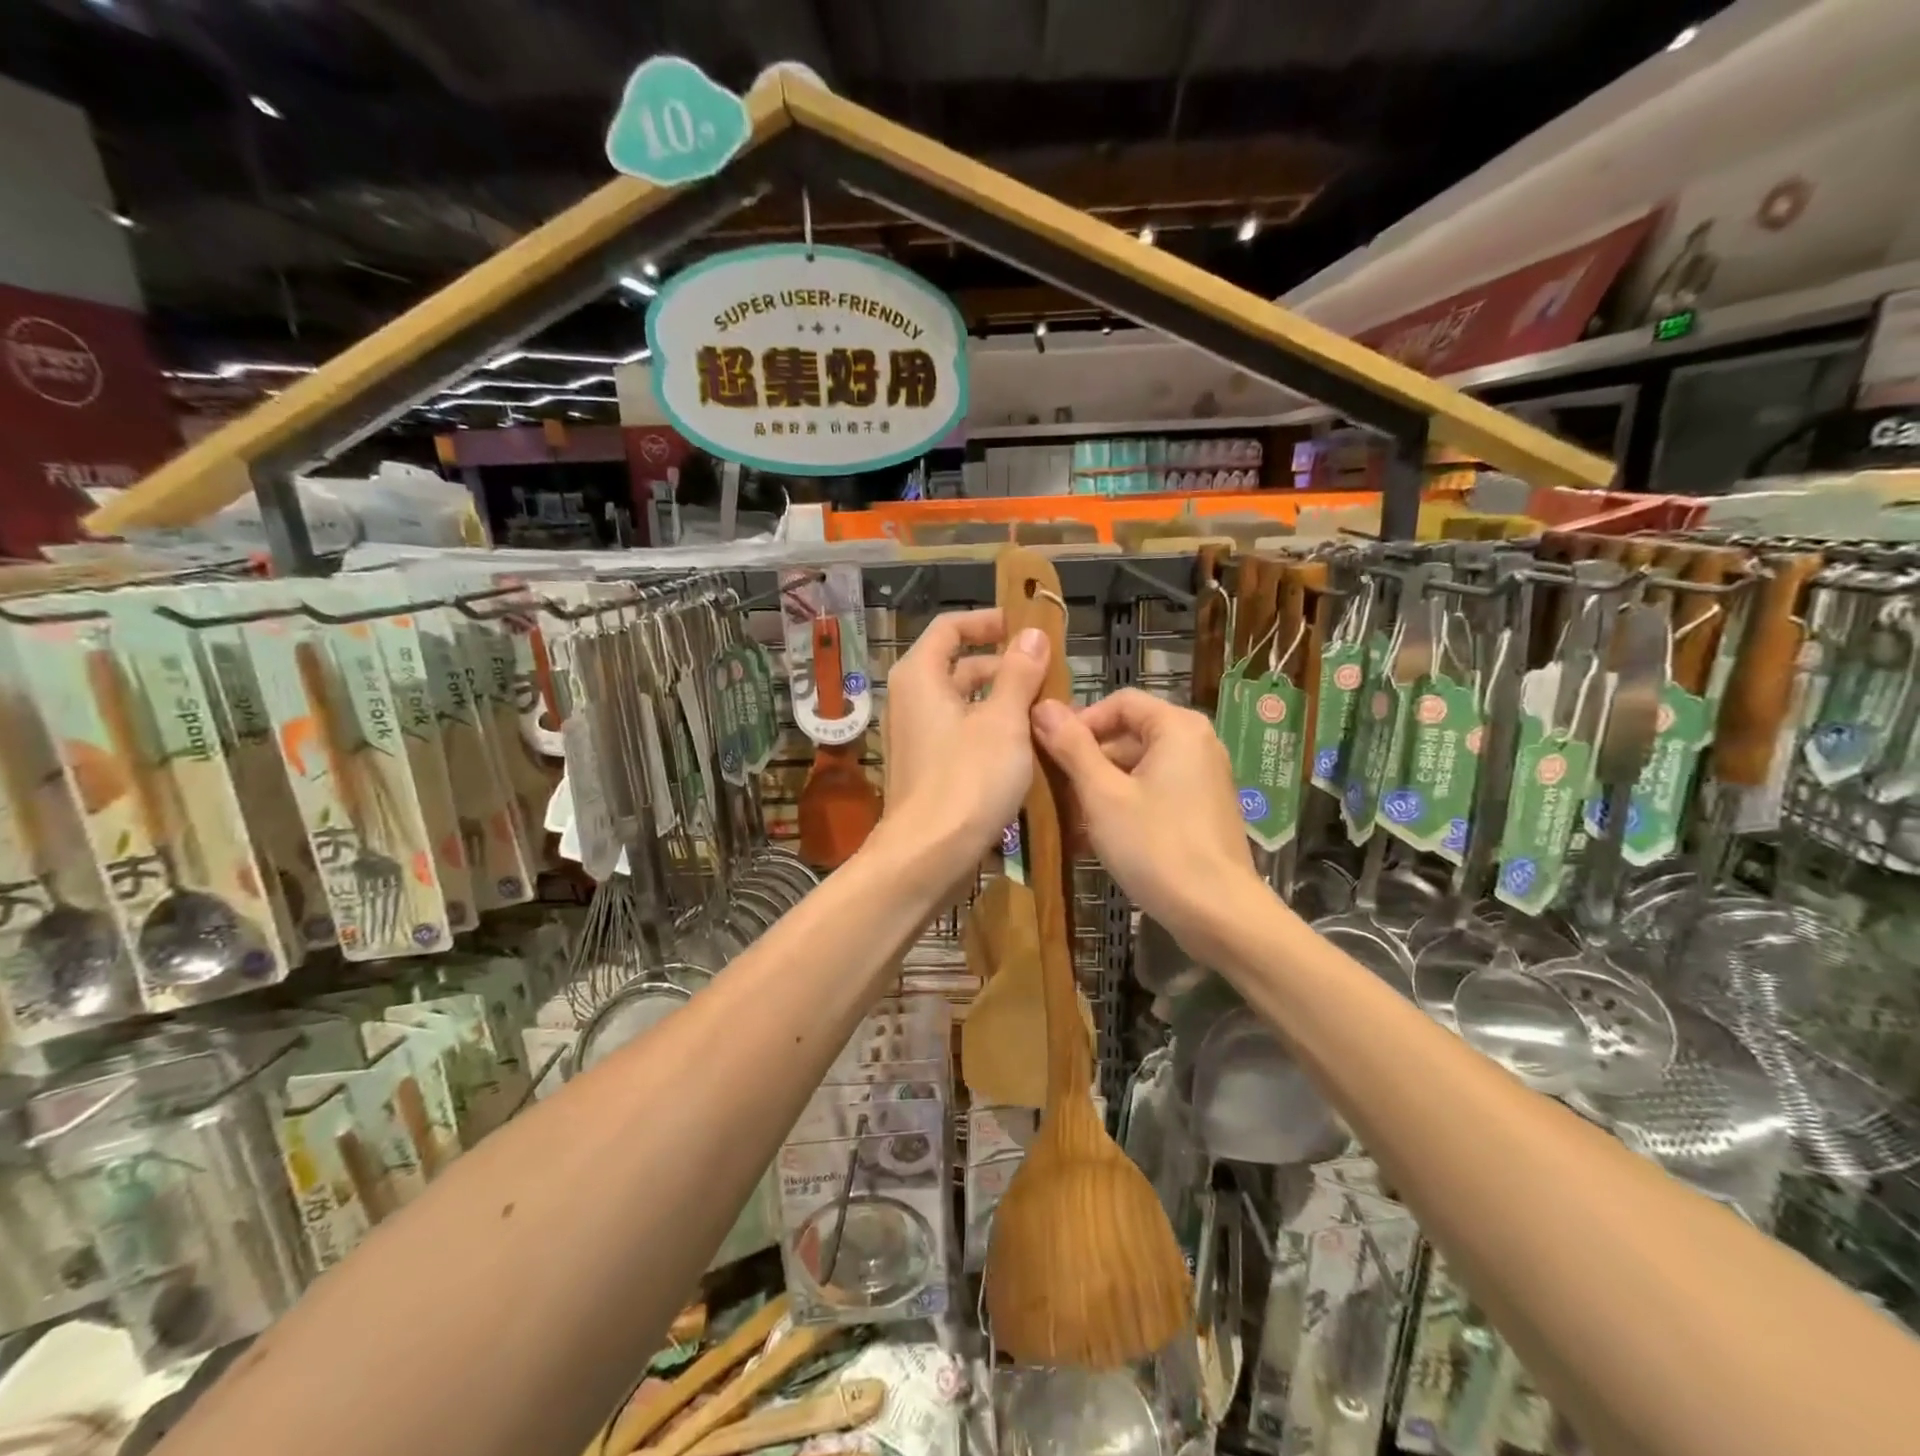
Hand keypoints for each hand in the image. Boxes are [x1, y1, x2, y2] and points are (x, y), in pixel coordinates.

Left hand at [876, 610, 1051, 877]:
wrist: (928, 855)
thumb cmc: (968, 779)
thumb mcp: (1003, 721)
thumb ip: (1019, 674)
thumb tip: (1033, 634)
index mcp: (920, 675)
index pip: (950, 627)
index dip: (987, 621)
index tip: (1025, 628)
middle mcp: (911, 699)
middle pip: (960, 666)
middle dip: (1005, 668)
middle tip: (1050, 678)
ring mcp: (917, 736)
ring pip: (964, 704)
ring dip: (1003, 703)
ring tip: (1048, 714)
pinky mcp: (927, 768)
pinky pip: (961, 734)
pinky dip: (991, 732)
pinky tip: (1026, 748)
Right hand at [1031, 688, 1261, 962]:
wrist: (1218, 914)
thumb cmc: (1156, 846)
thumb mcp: (1103, 795)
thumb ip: (1072, 747)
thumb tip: (1042, 706)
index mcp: (1178, 727)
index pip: (1120, 702)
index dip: (1080, 721)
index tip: (1051, 752)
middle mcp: (1197, 743)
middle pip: (1130, 734)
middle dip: (1088, 760)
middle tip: (1055, 790)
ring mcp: (1203, 779)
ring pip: (1139, 768)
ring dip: (1101, 788)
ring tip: (1069, 820)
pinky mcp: (1202, 810)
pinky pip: (1155, 793)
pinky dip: (1125, 806)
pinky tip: (1095, 838)